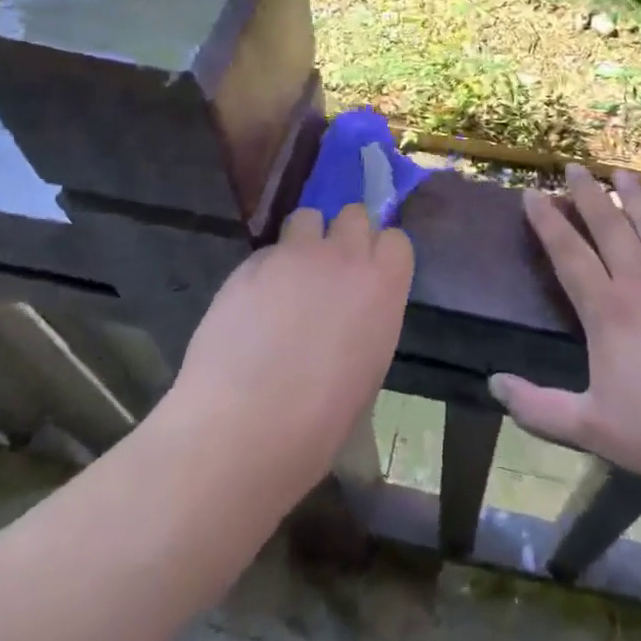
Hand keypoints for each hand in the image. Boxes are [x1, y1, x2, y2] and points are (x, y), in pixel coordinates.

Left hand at [167, 204, 413, 496]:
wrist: (245, 426)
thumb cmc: (320, 420)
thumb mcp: (367, 367)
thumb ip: (366, 319)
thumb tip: (350, 311)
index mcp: (383, 285)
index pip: (395, 239)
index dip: (381, 255)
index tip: (370, 275)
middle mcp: (343, 256)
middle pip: (354, 214)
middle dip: (345, 234)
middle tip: (330, 270)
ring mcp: (295, 253)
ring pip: (307, 218)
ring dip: (305, 239)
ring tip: (290, 278)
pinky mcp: (251, 262)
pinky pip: (268, 251)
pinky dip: (266, 270)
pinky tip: (252, 306)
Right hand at [490, 166, 640, 498]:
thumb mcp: (594, 430)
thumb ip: (539, 408)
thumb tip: (494, 383)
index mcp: (608, 312)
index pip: (568, 253)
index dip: (547, 221)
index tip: (532, 194)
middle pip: (608, 226)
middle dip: (587, 194)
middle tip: (573, 167)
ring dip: (631, 195)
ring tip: (618, 172)